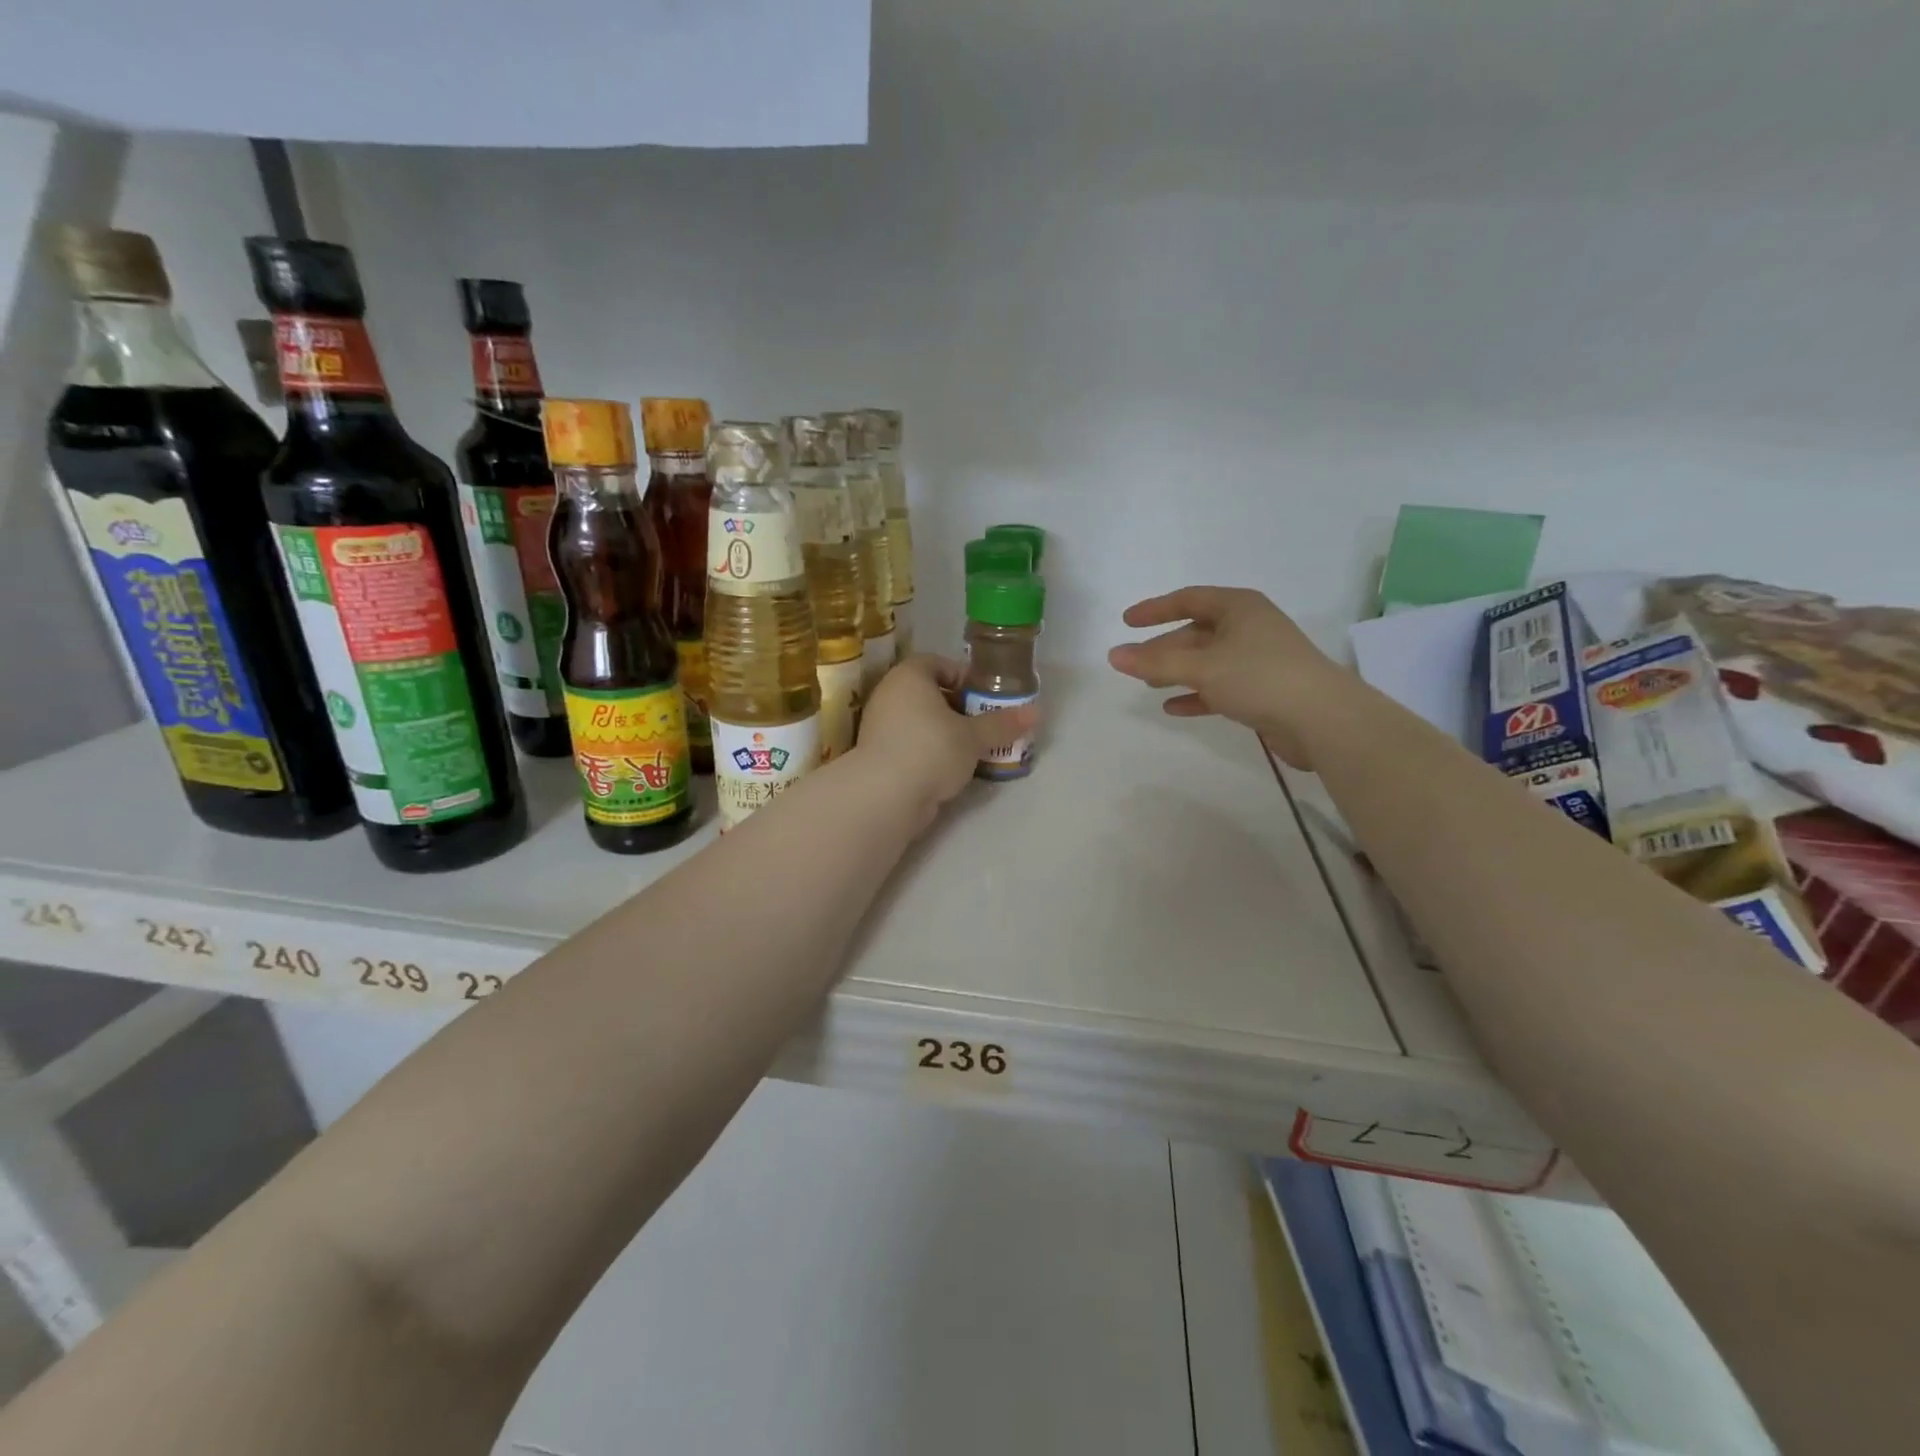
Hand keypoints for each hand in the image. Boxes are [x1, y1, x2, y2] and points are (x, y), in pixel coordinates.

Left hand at [855, 655, 1036, 815]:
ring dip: (945, 733)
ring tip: (972, 750)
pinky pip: (910, 744)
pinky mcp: (878, 755)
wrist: (886, 795)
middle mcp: (889, 694)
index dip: (963, 677)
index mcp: (909, 676)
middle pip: (929, 693)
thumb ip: (1003, 724)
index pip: (937, 663)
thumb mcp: (974, 737)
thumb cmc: (932, 749)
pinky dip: (929, 752)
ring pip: (919, 721)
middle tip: (984, 724)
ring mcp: (879, 726)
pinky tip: (950, 770)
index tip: (984, 697)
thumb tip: (1037, 713)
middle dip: (958, 708)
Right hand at [1107, 586, 1353, 768]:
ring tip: (1150, 685)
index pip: (1188, 599)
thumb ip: (1155, 663)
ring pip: (1208, 661)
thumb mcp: (1201, 667)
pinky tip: (1174, 708)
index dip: (1155, 609)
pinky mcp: (1263, 690)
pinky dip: (1197, 694)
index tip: (1127, 622)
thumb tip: (1113, 656)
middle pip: (1197, 632)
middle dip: (1165, 648)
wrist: (1322, 719)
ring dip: (1178, 672)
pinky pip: (1220, 686)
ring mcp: (1258, 659)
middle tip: (1135, 663)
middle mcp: (1250, 627)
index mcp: (1239, 607)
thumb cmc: (1259, 677)